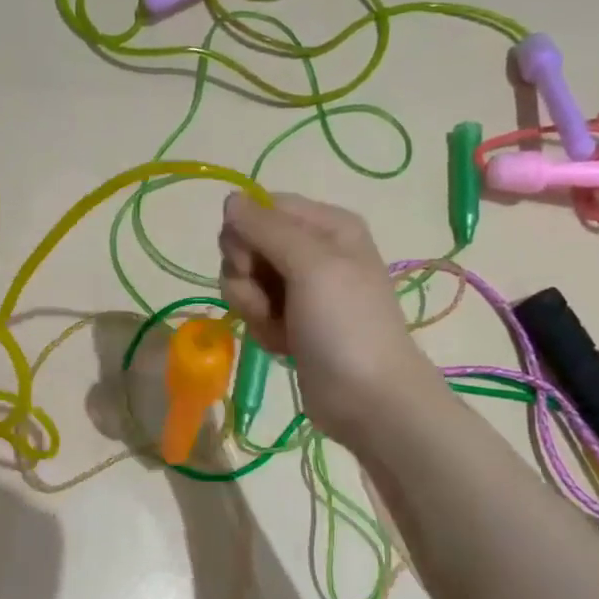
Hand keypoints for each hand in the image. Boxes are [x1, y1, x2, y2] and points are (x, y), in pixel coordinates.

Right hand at [218, 192, 439, 448]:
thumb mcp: (311, 265)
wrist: (368, 399)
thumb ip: (267, 228)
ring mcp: (301, 288)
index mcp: (327, 225)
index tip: (251, 263)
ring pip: (245, 279)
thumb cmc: (345, 325)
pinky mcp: (290, 320)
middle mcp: (313, 250)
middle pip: (248, 243)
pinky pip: (255, 309)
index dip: (246, 234)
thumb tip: (230, 198)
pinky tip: (284, 345)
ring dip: (252, 306)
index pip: (263, 208)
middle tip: (269, 302)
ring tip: (280, 328)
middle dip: (247, 275)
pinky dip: (263, 328)